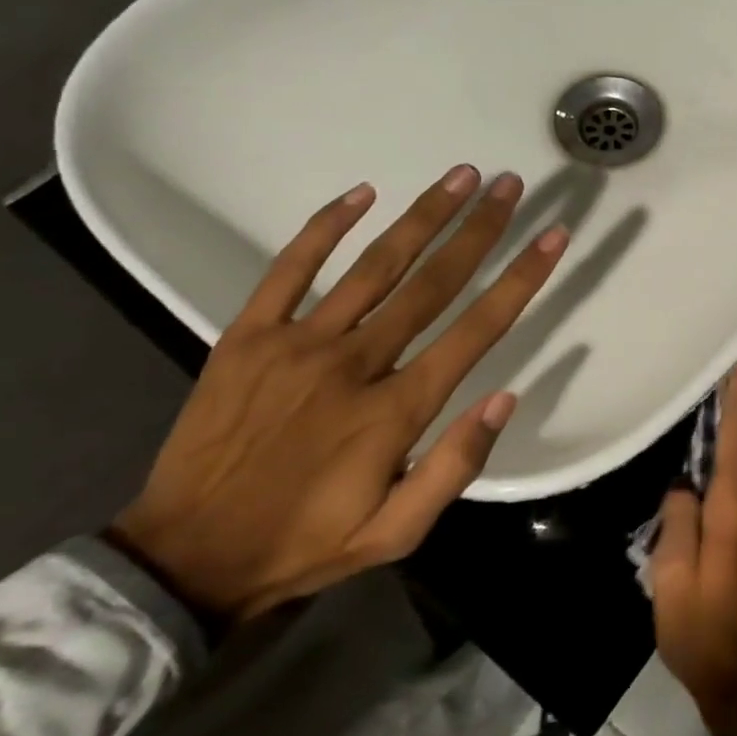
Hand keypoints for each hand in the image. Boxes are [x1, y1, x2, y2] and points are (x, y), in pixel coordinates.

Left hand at [110, 166, 566, 620]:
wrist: (184, 559)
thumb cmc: (306, 542)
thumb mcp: (397, 532)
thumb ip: (456, 466)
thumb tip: (507, 397)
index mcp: (396, 410)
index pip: (477, 329)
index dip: (521, 279)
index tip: (552, 237)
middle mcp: (355, 364)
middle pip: (433, 282)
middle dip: (479, 228)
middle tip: (510, 184)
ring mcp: (297, 344)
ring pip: (375, 266)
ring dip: (423, 216)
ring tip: (461, 176)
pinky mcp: (247, 337)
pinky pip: (289, 269)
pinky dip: (325, 228)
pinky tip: (361, 193)